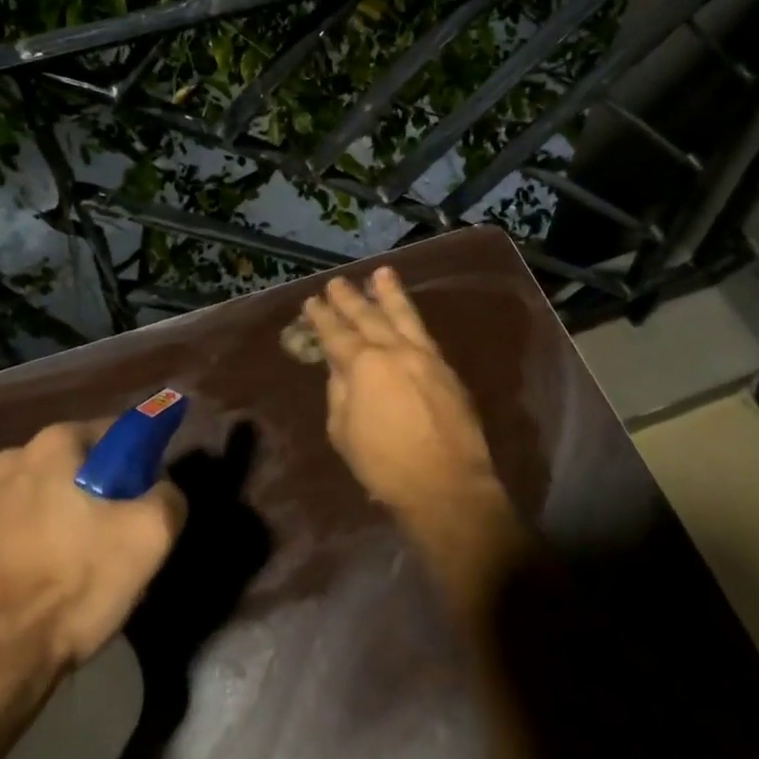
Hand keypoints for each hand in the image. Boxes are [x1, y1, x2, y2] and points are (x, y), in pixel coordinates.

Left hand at [0, 421, 186, 676]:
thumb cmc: (71, 584)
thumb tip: (162, 490)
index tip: (148, 503)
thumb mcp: (149, 537)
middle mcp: (14, 457)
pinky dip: (43, 547)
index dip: (142, 465)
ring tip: (87, 571)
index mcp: (55, 442)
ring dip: (72, 522)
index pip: (118, 433)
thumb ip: (169, 497)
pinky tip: (53, 585)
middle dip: (105, 495)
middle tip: (122, 541)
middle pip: (83, 467)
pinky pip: (24, 530)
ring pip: (52, 500)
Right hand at [301, 267, 500, 520]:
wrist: (445, 485)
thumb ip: (339, 392)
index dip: (322, 317)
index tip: (312, 301)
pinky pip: (424, 333)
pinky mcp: (446, 369)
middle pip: (368, 317)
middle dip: (350, 299)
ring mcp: (424, 356)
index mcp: (364, 365)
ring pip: (404, 316)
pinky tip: (407, 313)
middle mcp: (394, 350)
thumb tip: (340, 368)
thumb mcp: (344, 431)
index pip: (337, 334)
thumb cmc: (384, 465)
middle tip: (336, 282)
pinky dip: (412, 318)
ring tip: (381, 273)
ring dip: (389, 293)